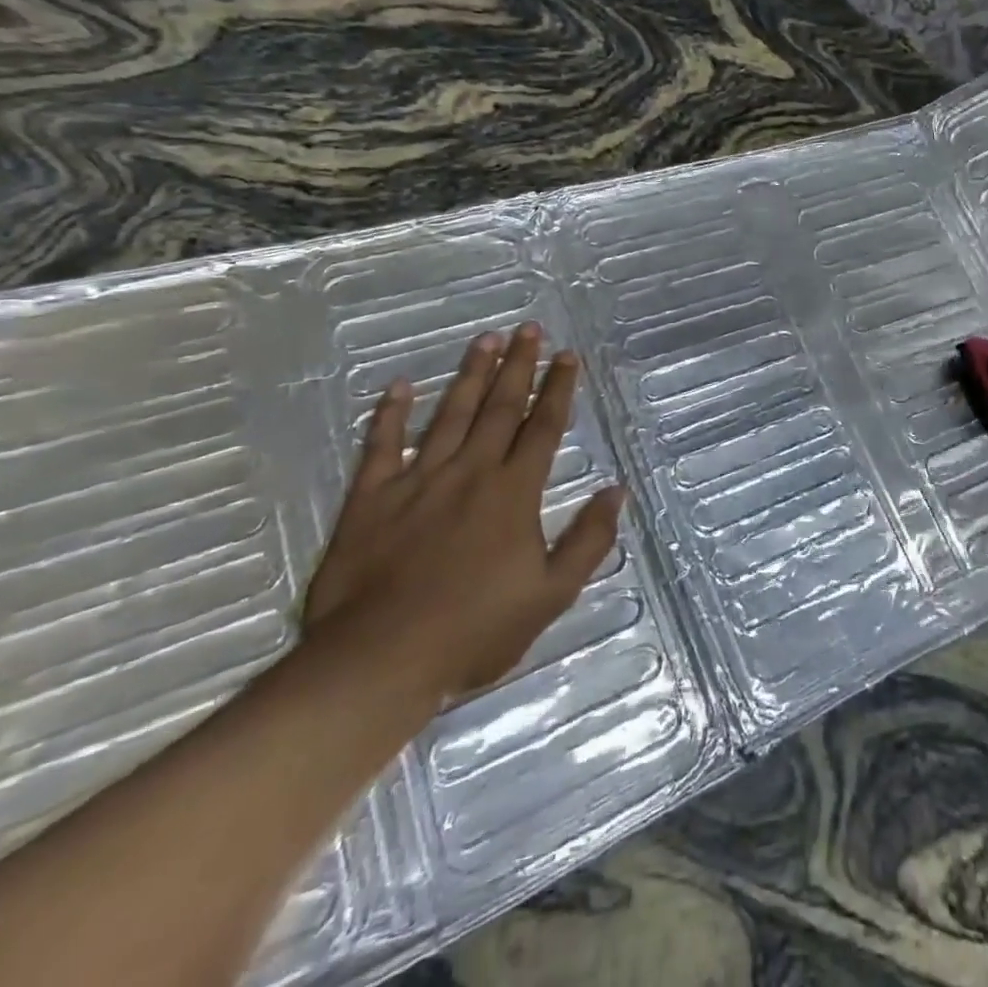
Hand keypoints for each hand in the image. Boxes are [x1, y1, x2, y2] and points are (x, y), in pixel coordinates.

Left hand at [303, 325, 624, 711]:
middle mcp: (470, 472)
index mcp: (514, 492)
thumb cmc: (474, 630)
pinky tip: (398, 386)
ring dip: (470, 374)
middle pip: (499, 408)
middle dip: (519, 366)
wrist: (379, 660)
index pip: (542, 427)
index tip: (567, 356)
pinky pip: (381, 445)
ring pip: (449, 414)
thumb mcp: (551, 594)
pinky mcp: (371, 498)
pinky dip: (390, 414)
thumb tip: (616, 491)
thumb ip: (588, 540)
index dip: (558, 389)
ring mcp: (418, 480)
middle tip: (529, 328)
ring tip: (486, 340)